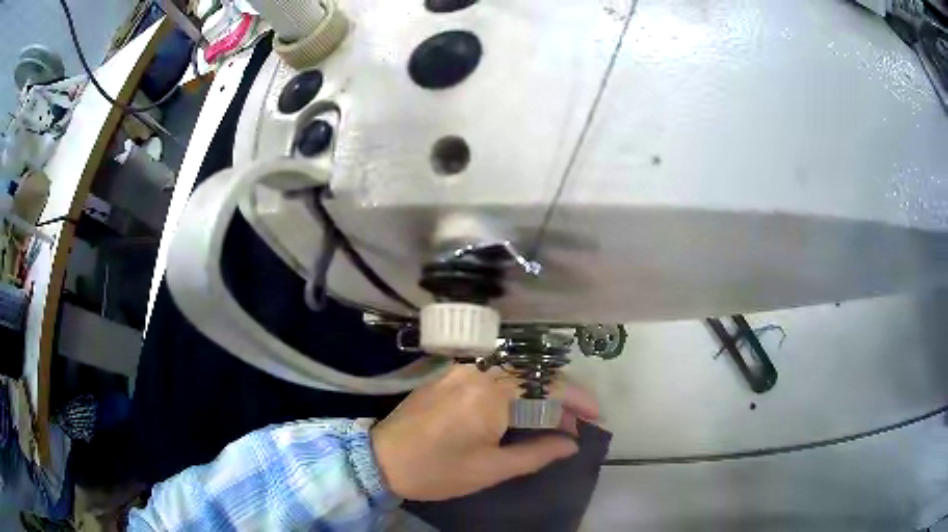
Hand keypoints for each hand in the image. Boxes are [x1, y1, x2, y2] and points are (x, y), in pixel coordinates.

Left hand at [370, 364, 598, 500]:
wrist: (380, 459)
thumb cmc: (436, 470)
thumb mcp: (490, 469)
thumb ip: (536, 453)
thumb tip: (571, 444)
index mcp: (490, 394)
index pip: (547, 387)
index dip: (577, 400)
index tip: (596, 416)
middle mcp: (478, 371)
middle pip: (535, 373)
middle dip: (562, 395)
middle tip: (578, 420)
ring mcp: (461, 369)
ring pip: (516, 371)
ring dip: (540, 390)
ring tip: (556, 417)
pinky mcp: (450, 374)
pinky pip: (494, 373)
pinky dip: (517, 387)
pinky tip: (525, 406)